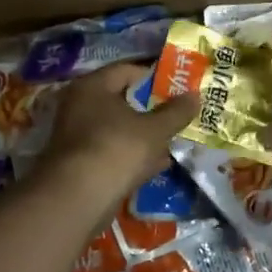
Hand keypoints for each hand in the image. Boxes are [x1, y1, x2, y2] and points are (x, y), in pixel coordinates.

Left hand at [39, 63, 198, 206]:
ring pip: (119, 128)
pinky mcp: (80, 164)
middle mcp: (79, 105)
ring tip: (174, 139)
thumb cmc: (115, 150)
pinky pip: (113, 151)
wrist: (76, 201)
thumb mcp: (154, 130)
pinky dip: (133, 156)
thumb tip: (195, 95)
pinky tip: (158, 164)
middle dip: (152, 109)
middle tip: (179, 113)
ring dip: (144, 135)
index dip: (155, 77)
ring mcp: (77, 136)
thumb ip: (176, 112)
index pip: (128, 70)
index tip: (179, 86)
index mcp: (93, 86)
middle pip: (123, 100)